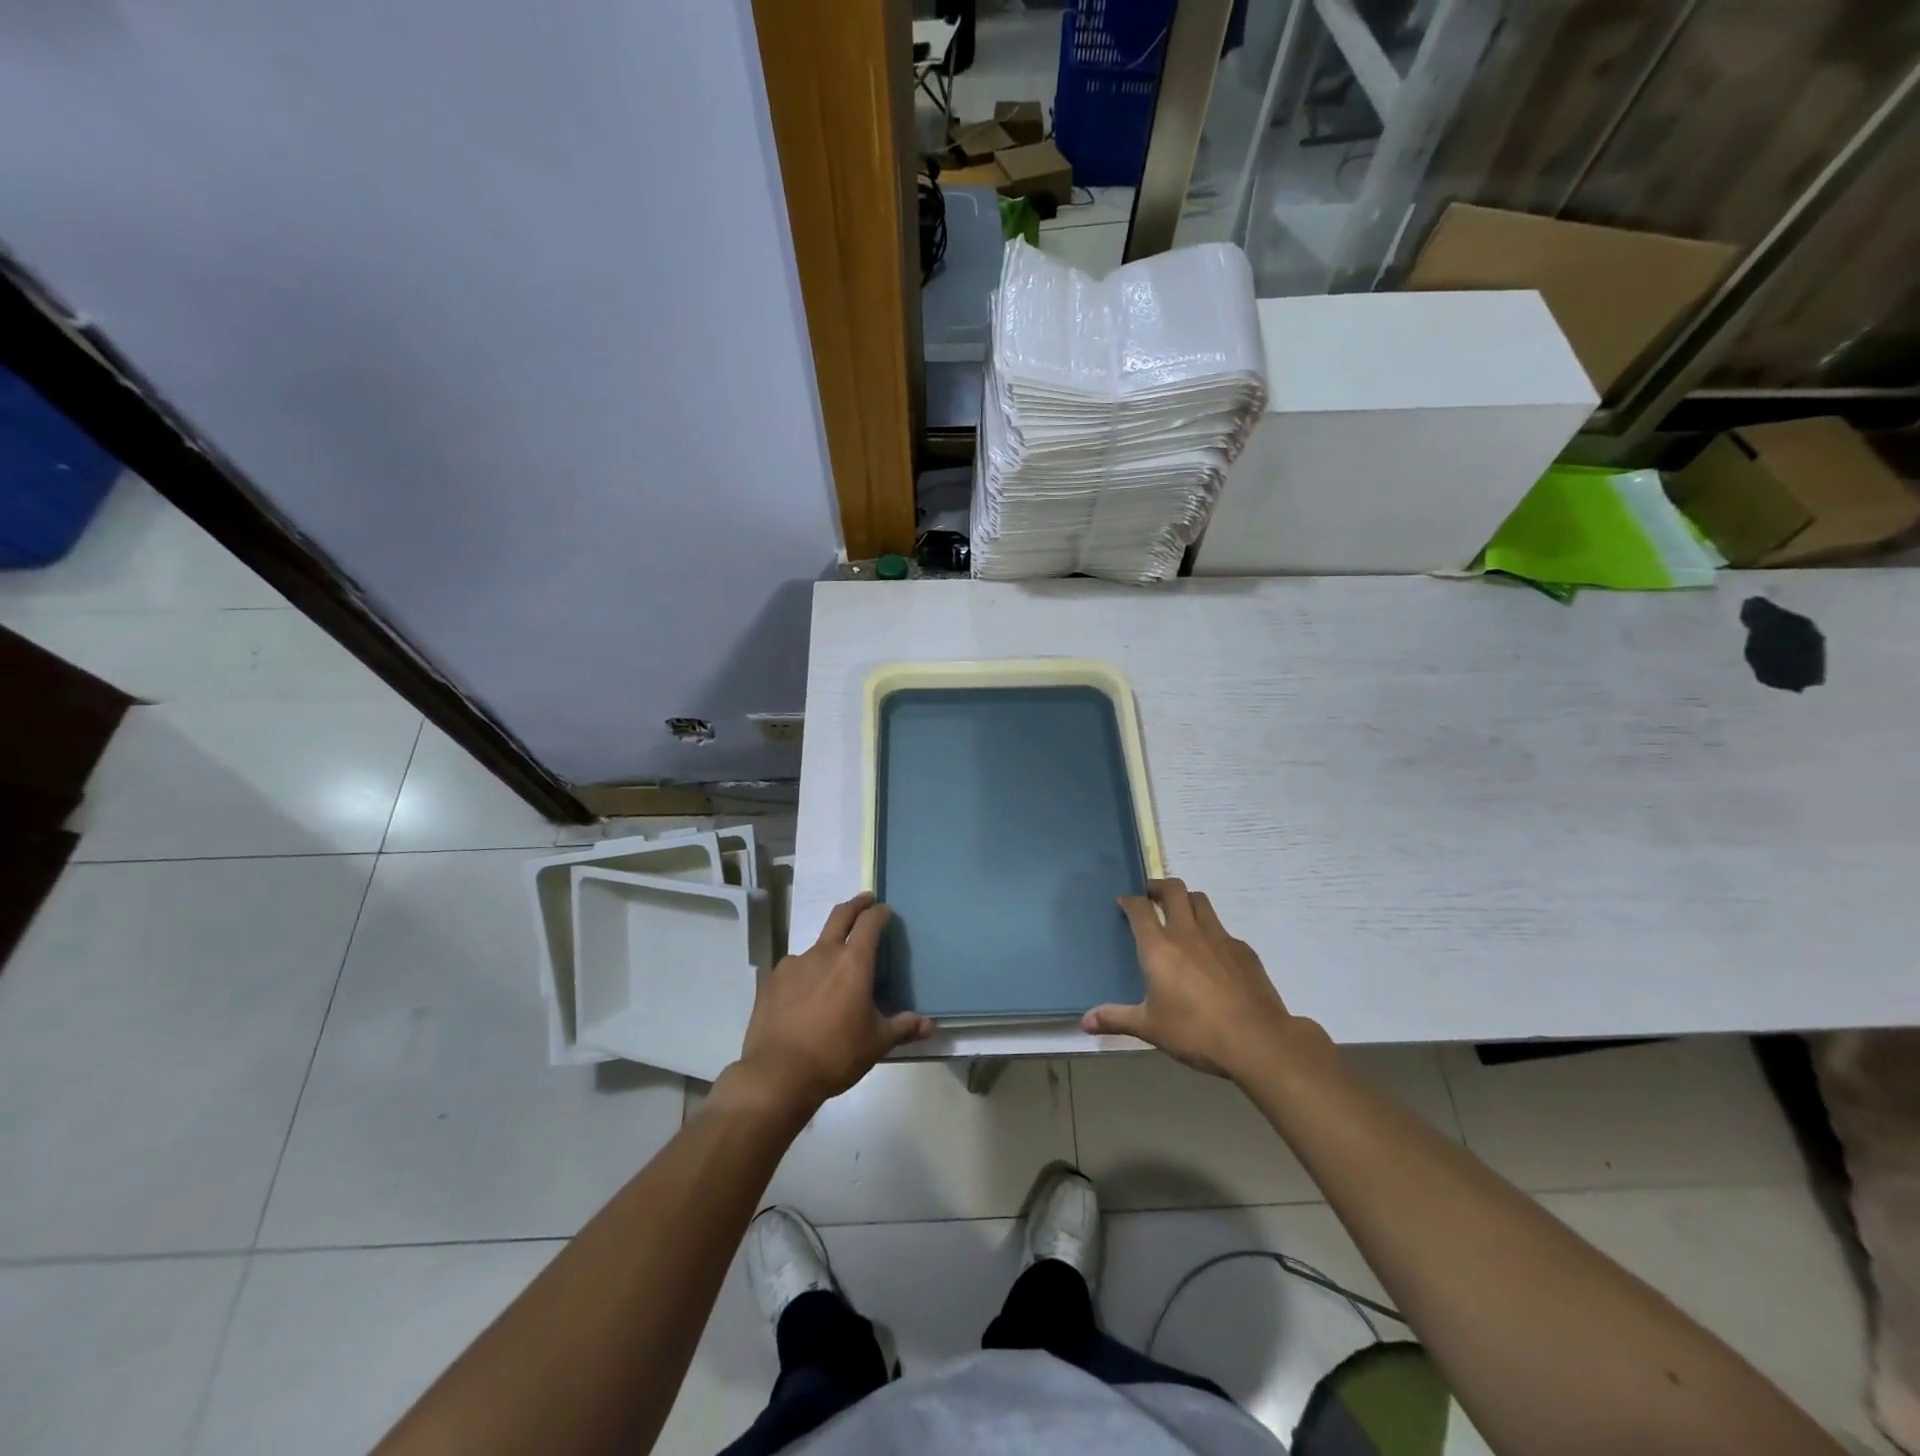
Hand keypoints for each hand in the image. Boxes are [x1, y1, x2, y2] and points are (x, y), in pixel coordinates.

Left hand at [730, 892, 931, 1111]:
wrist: (778, 1074)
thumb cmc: (836, 1054)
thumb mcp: (876, 1043)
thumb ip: (903, 1027)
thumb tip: (930, 1025)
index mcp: (853, 962)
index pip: (870, 922)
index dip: (879, 913)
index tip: (886, 911)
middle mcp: (823, 953)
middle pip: (840, 915)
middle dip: (856, 904)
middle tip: (866, 900)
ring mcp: (793, 964)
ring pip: (815, 946)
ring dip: (827, 949)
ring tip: (831, 973)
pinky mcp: (771, 980)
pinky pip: (793, 969)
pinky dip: (803, 974)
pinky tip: (803, 996)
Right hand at [1083, 879, 1296, 1078]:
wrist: (1256, 1040)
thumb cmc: (1195, 1032)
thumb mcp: (1150, 1028)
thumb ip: (1116, 1019)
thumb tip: (1084, 1021)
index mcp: (1159, 947)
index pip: (1139, 908)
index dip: (1129, 899)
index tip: (1124, 902)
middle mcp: (1187, 933)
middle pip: (1173, 890)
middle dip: (1159, 886)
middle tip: (1151, 895)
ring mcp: (1219, 938)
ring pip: (1200, 901)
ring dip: (1186, 900)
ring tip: (1180, 914)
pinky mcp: (1243, 950)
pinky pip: (1223, 930)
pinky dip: (1212, 932)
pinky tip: (1212, 955)